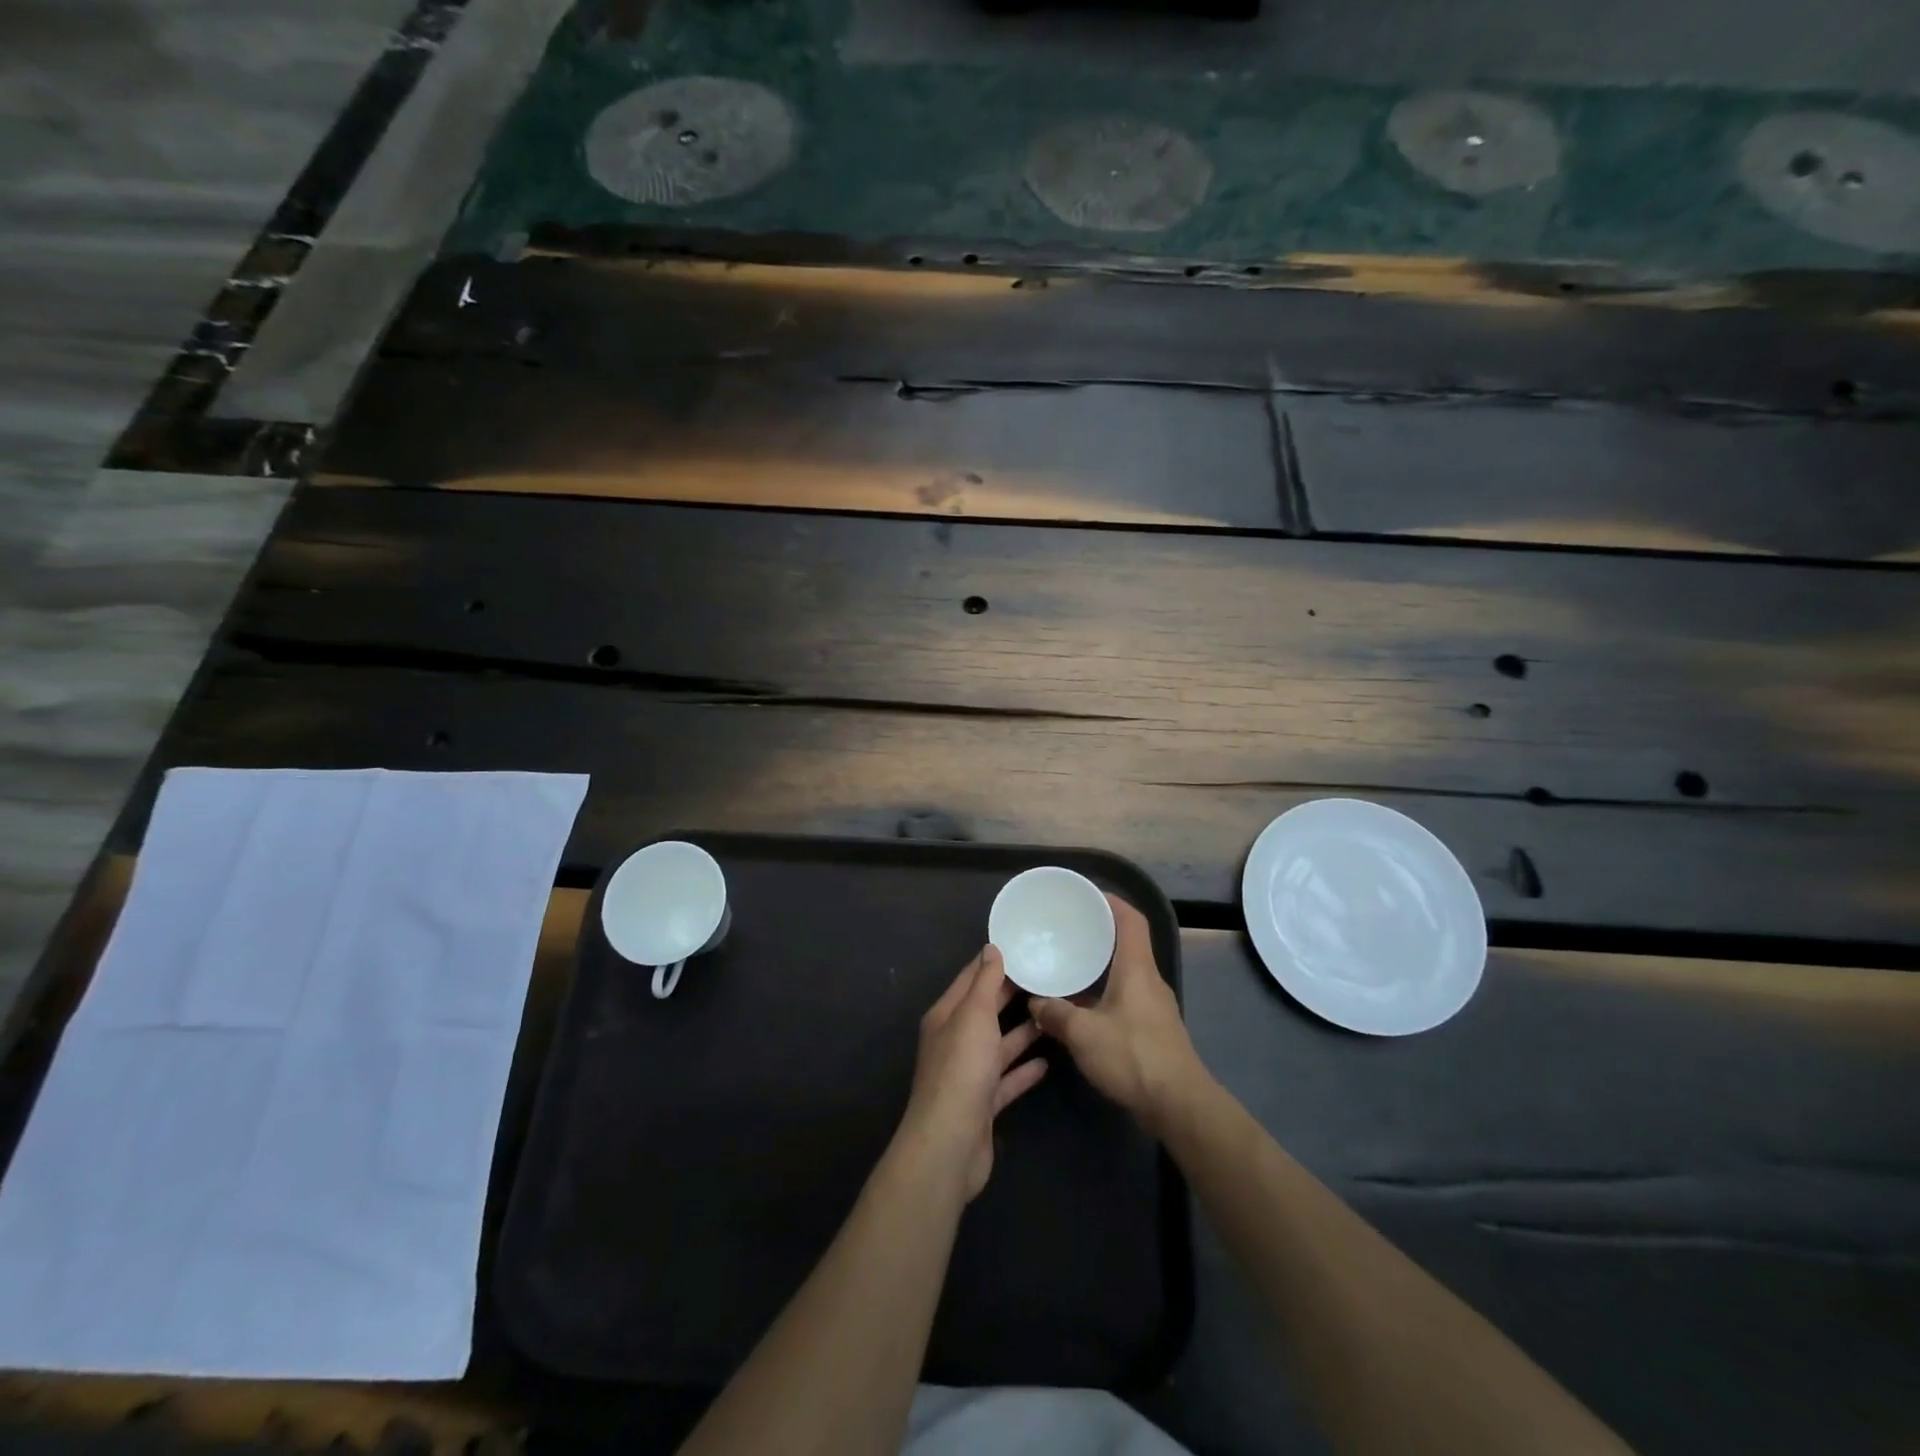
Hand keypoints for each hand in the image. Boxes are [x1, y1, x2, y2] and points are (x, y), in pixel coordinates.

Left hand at [899, 945, 1048, 1200]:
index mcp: (946, 1016)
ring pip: (999, 1044)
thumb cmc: (961, 1069)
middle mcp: (955, 1041)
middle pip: (987, 1010)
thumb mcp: (974, 1015)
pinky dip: (1025, 1069)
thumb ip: (985, 982)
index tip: (1023, 946)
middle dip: (1013, 994)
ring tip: (1054, 1014)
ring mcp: (970, 1074)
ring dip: (1023, 1031)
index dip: (994, 961)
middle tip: (1049, 977)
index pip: (971, 979)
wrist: (951, 1143)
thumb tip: (991, 948)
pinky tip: (1048, 1061)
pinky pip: (1007, 1079)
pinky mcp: (984, 1103)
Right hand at [1030, 895, 1205, 1129]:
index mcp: (1137, 968)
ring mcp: (1154, 1006)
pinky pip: (1126, 997)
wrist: (1178, 1105)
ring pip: (1126, 974)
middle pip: (1128, 945)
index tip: (1088, 896)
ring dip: (1101, 967)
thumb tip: (1035, 1003)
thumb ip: (1056, 1015)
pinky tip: (1083, 1008)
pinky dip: (1104, 993)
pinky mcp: (1154, 1030)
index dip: (1112, 903)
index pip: (1132, 921)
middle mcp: (1149, 980)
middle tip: (1069, 931)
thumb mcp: (1083, 1034)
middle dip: (1100, 934)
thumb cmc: (1133, 1056)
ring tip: (1069, 966)